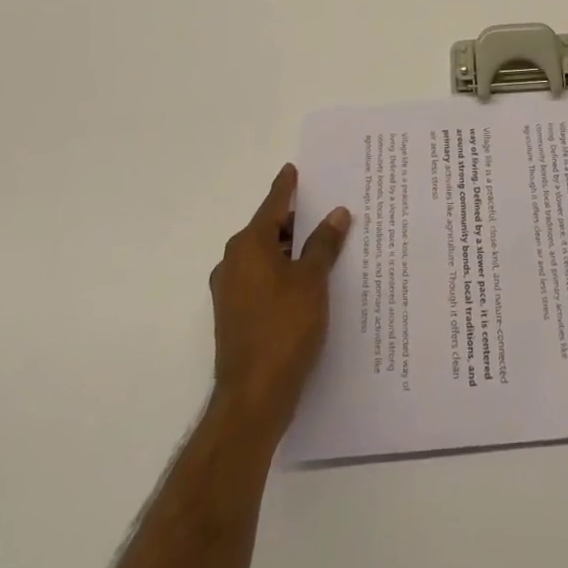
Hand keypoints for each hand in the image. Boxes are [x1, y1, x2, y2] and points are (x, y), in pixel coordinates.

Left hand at [208, 164, 350, 439]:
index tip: (294, 169)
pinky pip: (263, 281)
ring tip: (325, 245)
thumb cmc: (284, 329)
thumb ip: (324, 243)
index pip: (273, 204)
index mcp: (248, 245)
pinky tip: (309, 282)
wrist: (252, 399)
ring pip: (266, 257)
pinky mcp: (236, 317)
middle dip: (296, 221)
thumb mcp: (312, 280)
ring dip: (292, 250)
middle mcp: (233, 262)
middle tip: (327, 211)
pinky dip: (284, 274)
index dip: (287, 187)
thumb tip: (337, 213)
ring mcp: (231, 292)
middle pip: (268, 230)